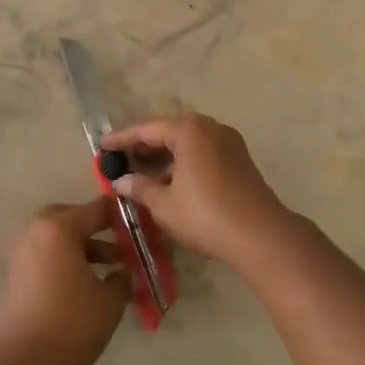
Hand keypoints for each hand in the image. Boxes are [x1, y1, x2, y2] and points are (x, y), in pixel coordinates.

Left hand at [0, 200, 130, 364]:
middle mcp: (37, 231)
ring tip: (112, 268)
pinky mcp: (17, 274)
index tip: (140, 221)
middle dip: (95, 228)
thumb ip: (122, 277)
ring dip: (82, 246)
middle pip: (70, 218)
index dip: (120, 214)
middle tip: (119, 242)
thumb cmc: (73, 322)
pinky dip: (66, 259)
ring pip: (57, 237)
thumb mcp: (110, 299)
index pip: (96, 209)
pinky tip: (87, 282)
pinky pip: (46, 254)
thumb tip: (125, 272)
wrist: (27, 361)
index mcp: (59, 228)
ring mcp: (23, 252)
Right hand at [102, 113, 297, 266]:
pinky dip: (182, 161)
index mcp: (189, 130)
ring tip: (141, 172)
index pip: (146, 129)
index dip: (122, 139)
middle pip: (168, 131)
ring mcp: (228, 142)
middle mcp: (209, 128)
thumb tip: (122, 181)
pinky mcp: (239, 160)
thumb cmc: (206, 215)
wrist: (262, 236)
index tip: (102, 146)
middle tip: (120, 159)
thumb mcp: (164, 204)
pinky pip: (202, 152)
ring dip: (163, 155)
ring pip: (187, 142)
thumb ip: (140, 188)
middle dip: (143, 145)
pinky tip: (169, 180)